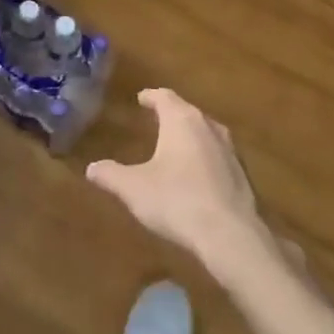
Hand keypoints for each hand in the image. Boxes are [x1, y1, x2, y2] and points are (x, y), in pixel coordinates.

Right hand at [87, 88, 274, 277]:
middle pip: (187, 112)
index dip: (151, 96)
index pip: (164, 97)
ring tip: (176, 145)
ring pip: (206, 132)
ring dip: (190, 136)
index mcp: (181, 121)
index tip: (141, 98)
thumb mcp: (133, 189)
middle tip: (156, 119)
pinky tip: (197, 175)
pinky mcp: (242, 175)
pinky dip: (204, 158)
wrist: (230, 236)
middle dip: (171, 114)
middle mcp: (208, 127)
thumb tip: (91, 168)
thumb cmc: (176, 201)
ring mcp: (230, 150)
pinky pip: (218, 156)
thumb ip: (111, 175)